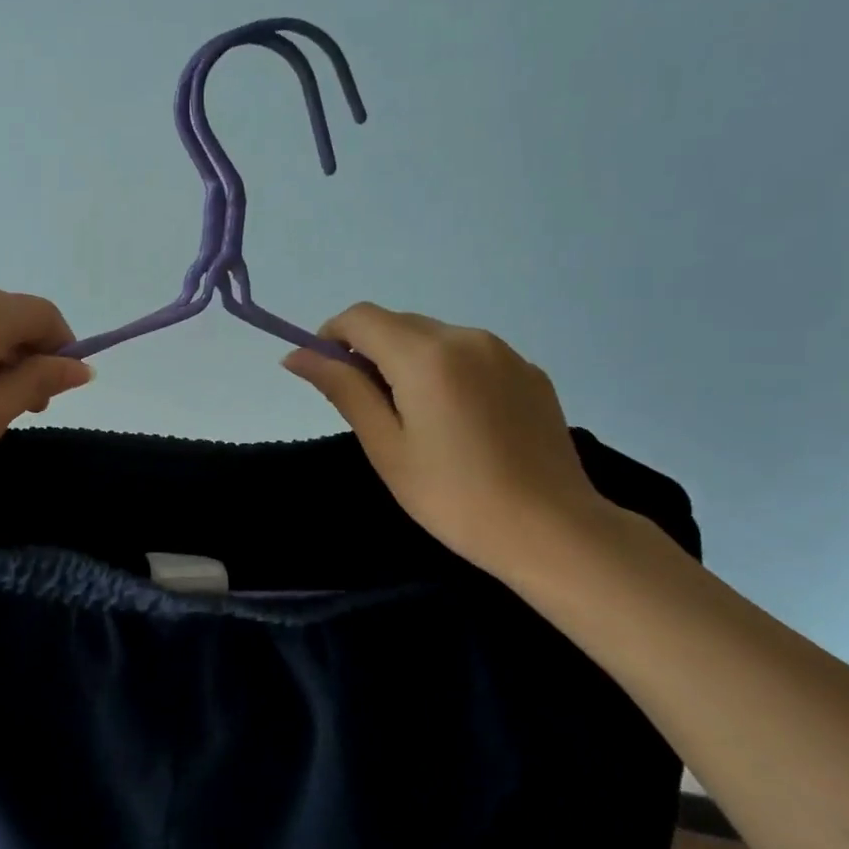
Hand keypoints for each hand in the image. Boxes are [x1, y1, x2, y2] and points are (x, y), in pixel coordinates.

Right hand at [282, 304, 609, 578]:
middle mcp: (467, 337)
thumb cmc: (453, 496)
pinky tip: (460, 423)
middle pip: (398, 323)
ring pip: (435, 338)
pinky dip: (447, 372)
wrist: (552, 531)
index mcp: (426, 355)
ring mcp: (504, 352)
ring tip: (419, 422)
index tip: (328, 377)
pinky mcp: (529, 372)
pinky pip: (471, 355)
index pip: (361, 316)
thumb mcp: (385, 446)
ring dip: (409, 362)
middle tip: (371, 411)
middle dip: (370, 352)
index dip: (331, 337)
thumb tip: (296, 355)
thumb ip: (342, 389)